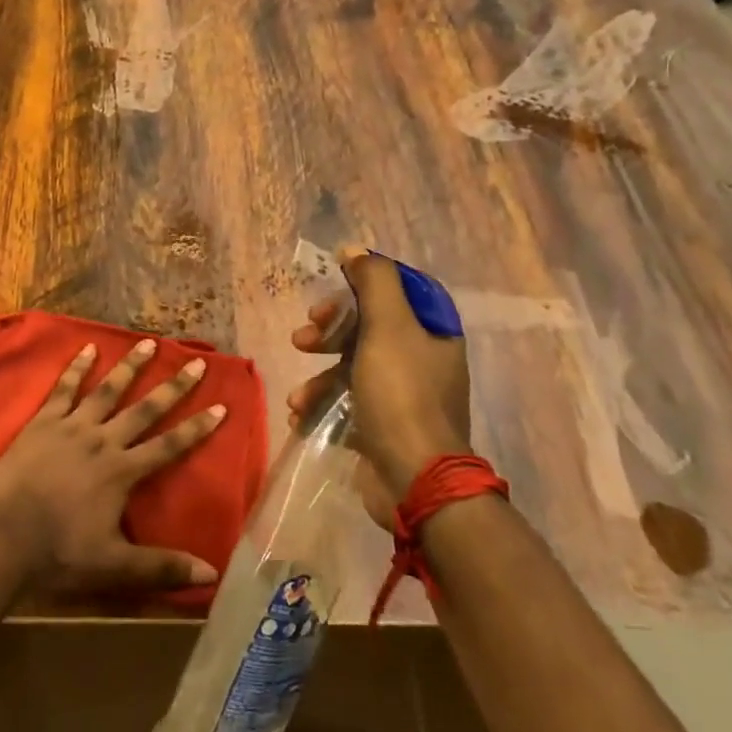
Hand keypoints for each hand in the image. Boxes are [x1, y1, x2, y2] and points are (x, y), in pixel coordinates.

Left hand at [0, 338, 226, 591]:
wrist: (4, 535)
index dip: (196, 428)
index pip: (168, 446)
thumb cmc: (59, 552)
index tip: (221, 406)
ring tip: (147, 342)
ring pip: (107, 390)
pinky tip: (87, 349)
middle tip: (195, 363)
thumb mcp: (114, 566)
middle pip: (144, 410)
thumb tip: (210, 573)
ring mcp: (72, 426)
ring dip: (129, 367)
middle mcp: (102, 441)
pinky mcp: (44, 421)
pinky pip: (64, 389)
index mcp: (121, 472)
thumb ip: (161, 567)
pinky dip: (76, 368)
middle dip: (172, 387)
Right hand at [287, 245, 471, 501]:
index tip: (332, 287)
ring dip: (318, 376)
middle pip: (368, 326)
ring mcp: (404, 396)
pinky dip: (322, 405)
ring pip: (351, 366)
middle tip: (304, 336)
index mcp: (433, 332)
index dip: (362, 283)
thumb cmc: (401, 394)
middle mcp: (423, 360)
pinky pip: (347, 402)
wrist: (414, 481)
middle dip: (329, 330)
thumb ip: (374, 281)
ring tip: (298, 395)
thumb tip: (354, 250)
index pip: (398, 289)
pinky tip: (301, 414)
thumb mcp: (388, 327)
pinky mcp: (383, 426)